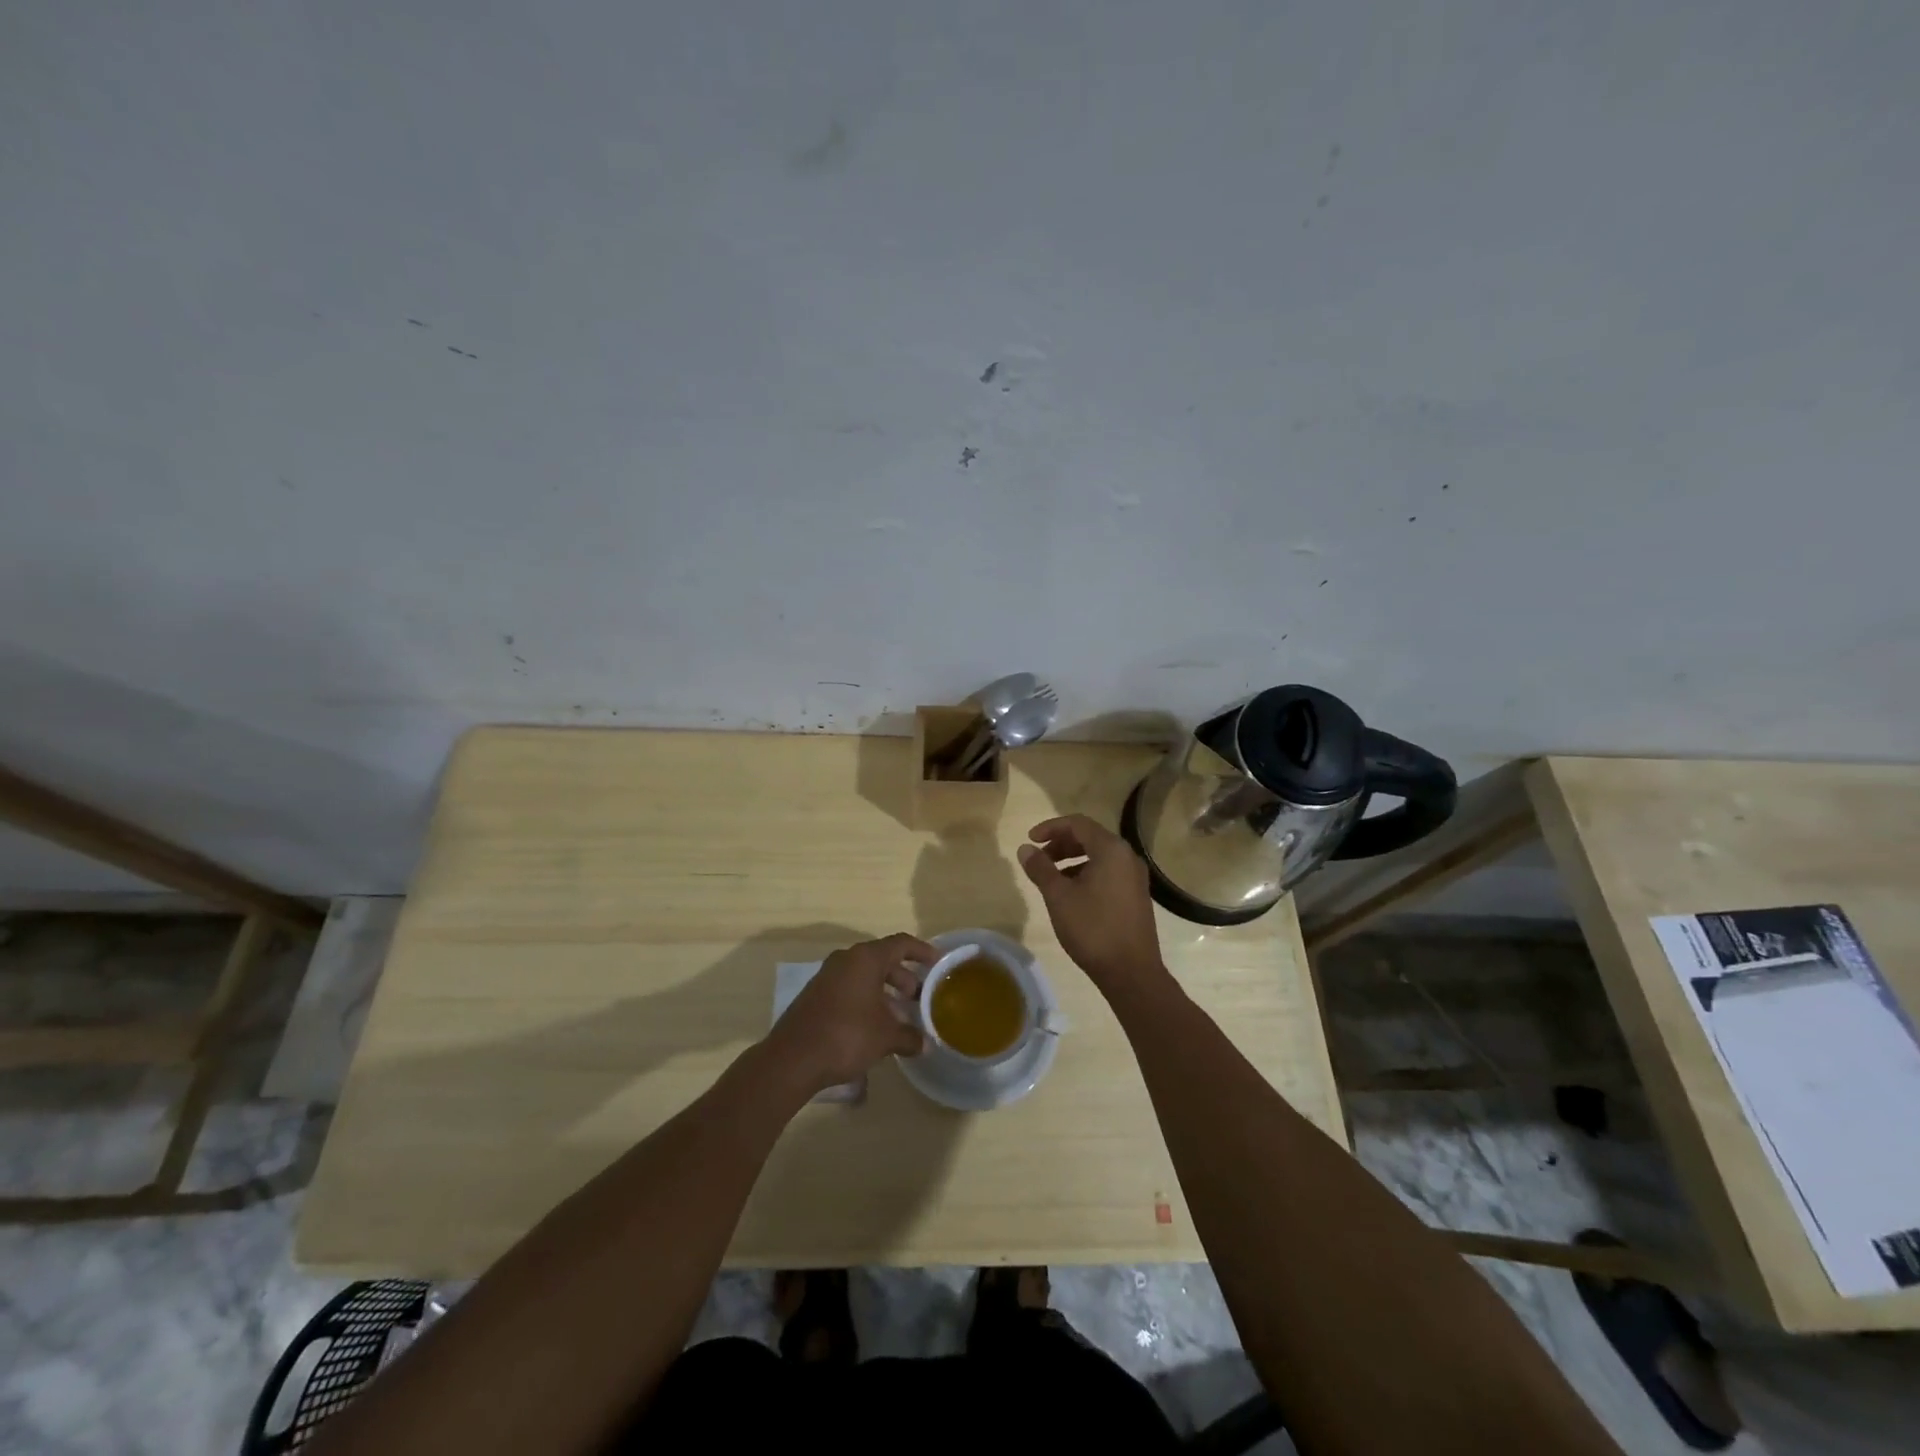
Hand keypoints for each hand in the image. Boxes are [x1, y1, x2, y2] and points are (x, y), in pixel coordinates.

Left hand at [762, 933, 932, 1093]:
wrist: (793, 1059)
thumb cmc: (846, 1036)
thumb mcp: (886, 1038)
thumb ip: (909, 1036)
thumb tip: (925, 1044)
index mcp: (865, 959)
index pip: (901, 944)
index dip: (922, 951)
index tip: (938, 962)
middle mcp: (846, 960)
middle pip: (882, 959)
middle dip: (904, 977)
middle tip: (919, 997)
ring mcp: (827, 976)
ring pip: (864, 975)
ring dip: (885, 991)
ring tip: (901, 1015)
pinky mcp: (816, 995)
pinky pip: (849, 988)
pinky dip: (867, 999)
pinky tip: (875, 1025)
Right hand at [1018, 814, 1168, 996]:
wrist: (1131, 972)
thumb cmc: (1092, 929)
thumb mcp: (1059, 896)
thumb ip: (1041, 869)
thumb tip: (1025, 849)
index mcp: (1111, 850)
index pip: (1078, 824)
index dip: (1051, 827)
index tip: (1030, 840)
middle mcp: (1127, 857)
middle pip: (1090, 838)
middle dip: (1061, 844)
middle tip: (1039, 858)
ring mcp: (1135, 877)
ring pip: (1099, 857)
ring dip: (1072, 860)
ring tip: (1051, 879)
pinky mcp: (1136, 896)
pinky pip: (1108, 872)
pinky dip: (1087, 874)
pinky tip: (1072, 894)